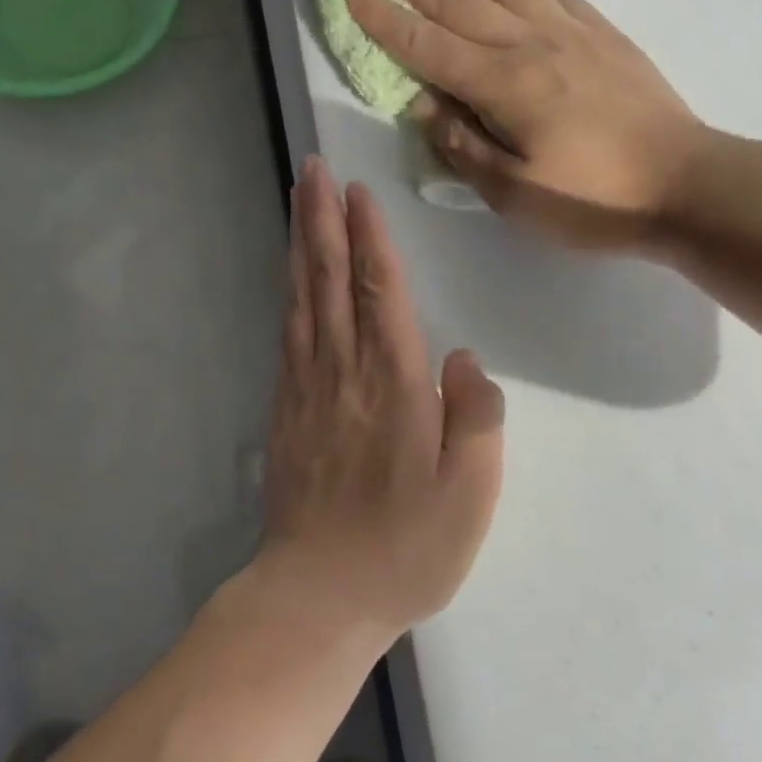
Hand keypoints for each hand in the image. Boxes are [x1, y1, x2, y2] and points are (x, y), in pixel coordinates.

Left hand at [257, 157, 504, 643]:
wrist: (318, 592)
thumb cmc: (406, 546)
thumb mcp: (470, 493)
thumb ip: (476, 416)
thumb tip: (463, 358)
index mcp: (393, 382)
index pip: (378, 290)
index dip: (368, 236)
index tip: (358, 191)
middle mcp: (344, 370)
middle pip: (329, 278)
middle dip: (321, 218)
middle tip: (312, 168)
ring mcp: (307, 387)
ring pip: (301, 297)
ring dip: (299, 243)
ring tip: (297, 200)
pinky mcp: (285, 408)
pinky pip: (287, 332)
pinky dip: (288, 292)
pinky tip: (289, 275)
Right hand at [345, 0, 711, 255]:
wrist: (688, 183)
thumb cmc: (596, 200)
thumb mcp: (517, 194)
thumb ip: (464, 147)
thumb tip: (423, 107)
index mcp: (504, 85)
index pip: (427, 45)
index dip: (383, 19)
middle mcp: (530, 44)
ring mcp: (568, 31)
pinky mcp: (599, 32)